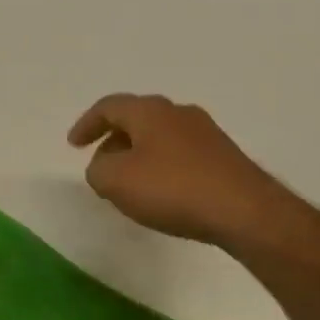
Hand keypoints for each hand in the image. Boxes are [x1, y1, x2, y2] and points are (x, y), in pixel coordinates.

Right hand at [67, 93, 319, 265]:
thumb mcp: (116, 181)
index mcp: (150, 111)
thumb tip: (104, 167)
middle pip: (136, 119)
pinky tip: (164, 194)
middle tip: (101, 166)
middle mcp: (178, 113)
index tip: (73, 145)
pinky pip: (181, 155)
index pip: (109, 107)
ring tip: (130, 184)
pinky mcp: (225, 158)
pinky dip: (163, 168)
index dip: (87, 124)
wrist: (246, 212)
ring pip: (160, 137)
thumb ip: (98, 170)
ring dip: (139, 156)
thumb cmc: (173, 189)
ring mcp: (206, 134)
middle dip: (114, 140)